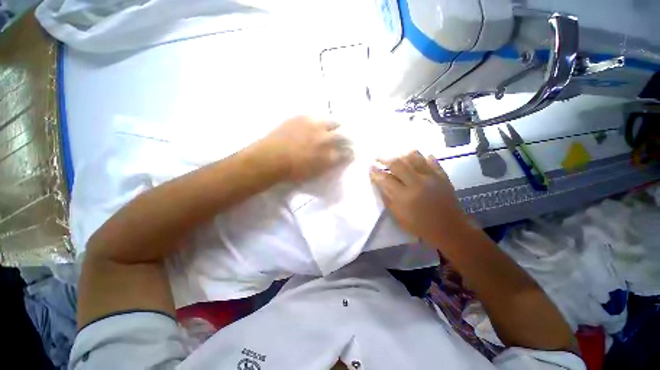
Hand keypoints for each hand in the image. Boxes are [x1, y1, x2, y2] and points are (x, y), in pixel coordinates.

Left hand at [260, 116, 352, 181]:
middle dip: (348, 139)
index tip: (352, 153)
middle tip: (347, 140)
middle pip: (344, 136)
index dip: (350, 153)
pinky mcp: (303, 117)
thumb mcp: (314, 173)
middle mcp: (325, 139)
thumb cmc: (292, 172)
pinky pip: (317, 116)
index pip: (346, 153)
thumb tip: (335, 159)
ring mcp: (314, 126)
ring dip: (337, 126)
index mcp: (328, 156)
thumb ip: (327, 165)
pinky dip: (321, 121)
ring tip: (335, 128)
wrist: (270, 158)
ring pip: (333, 122)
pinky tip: (319, 123)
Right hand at [369, 151, 468, 244]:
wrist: (449, 228)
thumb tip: (379, 183)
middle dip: (385, 158)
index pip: (386, 179)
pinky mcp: (442, 176)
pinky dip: (423, 157)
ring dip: (402, 155)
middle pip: (398, 164)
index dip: (376, 172)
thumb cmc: (420, 225)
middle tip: (378, 157)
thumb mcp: (398, 216)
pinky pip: (431, 160)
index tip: (370, 166)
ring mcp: (431, 177)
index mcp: (404, 196)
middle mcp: (417, 183)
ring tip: (396, 156)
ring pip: (414, 157)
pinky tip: (418, 157)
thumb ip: (387, 198)